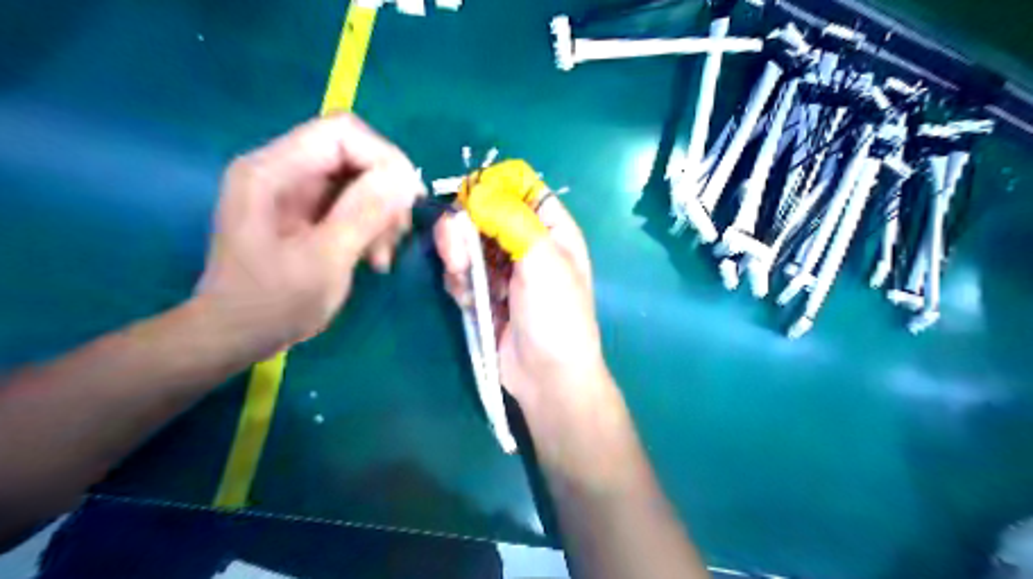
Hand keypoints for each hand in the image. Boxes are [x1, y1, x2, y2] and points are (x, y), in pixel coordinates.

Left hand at [194, 111, 421, 357]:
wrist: (236, 335)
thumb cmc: (273, 304)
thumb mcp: (325, 261)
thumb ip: (363, 213)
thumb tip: (406, 177)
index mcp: (272, 171)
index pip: (342, 133)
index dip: (385, 158)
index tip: (410, 200)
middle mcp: (281, 169)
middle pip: (353, 153)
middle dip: (385, 191)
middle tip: (397, 235)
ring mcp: (292, 189)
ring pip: (358, 178)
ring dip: (381, 212)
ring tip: (383, 255)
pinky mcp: (304, 209)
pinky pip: (351, 201)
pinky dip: (371, 224)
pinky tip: (373, 256)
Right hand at [434, 194, 605, 410]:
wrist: (546, 376)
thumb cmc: (555, 315)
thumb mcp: (543, 260)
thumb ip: (511, 219)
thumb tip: (478, 190)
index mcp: (551, 228)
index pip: (521, 187)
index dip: (494, 187)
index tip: (470, 201)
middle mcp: (527, 243)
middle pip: (485, 213)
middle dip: (465, 229)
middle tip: (458, 254)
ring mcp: (504, 269)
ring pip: (467, 242)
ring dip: (459, 259)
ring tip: (466, 284)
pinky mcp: (485, 292)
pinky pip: (462, 272)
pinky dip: (459, 282)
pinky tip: (468, 300)